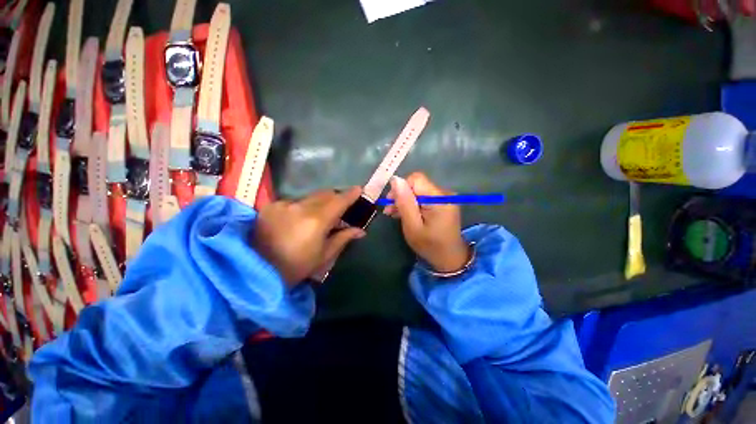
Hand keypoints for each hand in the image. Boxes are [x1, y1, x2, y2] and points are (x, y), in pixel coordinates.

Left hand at [253, 187, 365, 286]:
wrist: (256, 271)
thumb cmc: (296, 267)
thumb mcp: (324, 256)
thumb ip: (343, 238)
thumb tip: (360, 230)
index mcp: (316, 221)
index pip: (338, 201)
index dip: (350, 195)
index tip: (358, 190)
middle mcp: (300, 207)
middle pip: (325, 194)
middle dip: (335, 198)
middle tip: (340, 208)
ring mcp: (284, 204)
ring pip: (309, 197)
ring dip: (319, 203)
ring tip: (318, 217)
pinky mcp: (271, 206)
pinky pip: (294, 201)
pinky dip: (302, 207)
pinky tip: (298, 220)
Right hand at [384, 172, 468, 272]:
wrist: (450, 258)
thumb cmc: (429, 245)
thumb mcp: (412, 226)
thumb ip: (405, 203)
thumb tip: (395, 179)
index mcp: (439, 198)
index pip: (416, 179)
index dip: (401, 188)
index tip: (391, 203)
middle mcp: (444, 193)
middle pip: (417, 185)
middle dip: (401, 196)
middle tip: (390, 211)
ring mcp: (445, 197)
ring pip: (418, 191)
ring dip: (405, 201)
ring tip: (394, 214)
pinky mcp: (443, 202)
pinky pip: (424, 197)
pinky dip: (413, 204)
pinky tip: (405, 214)